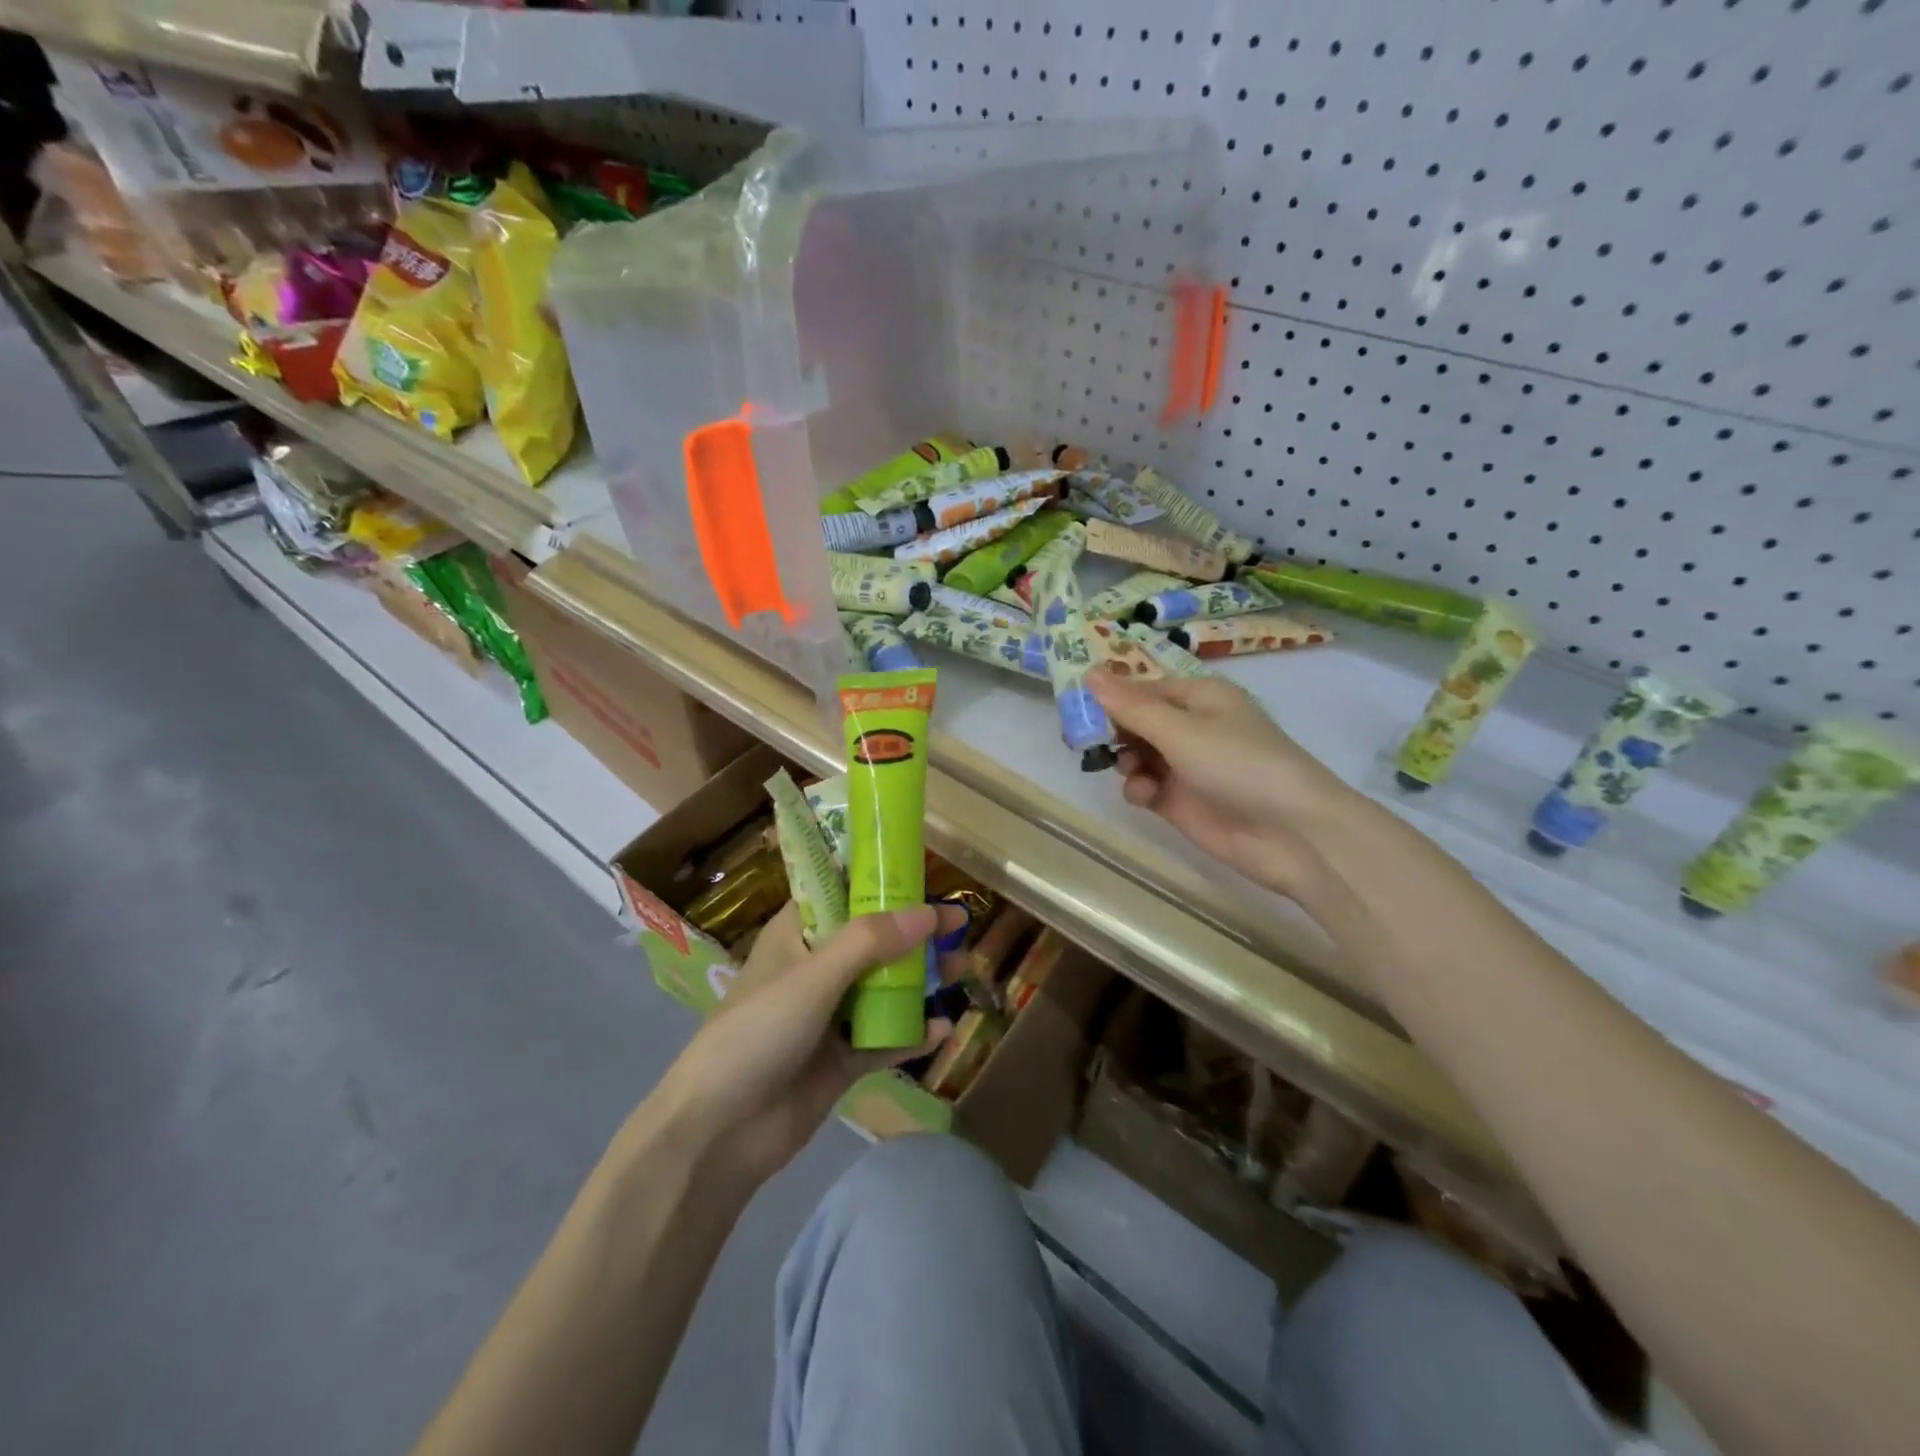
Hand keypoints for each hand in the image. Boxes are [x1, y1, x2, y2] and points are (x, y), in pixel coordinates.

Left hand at [655, 901, 962, 1186]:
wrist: (719, 1133)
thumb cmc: (757, 1033)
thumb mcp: (812, 978)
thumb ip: (869, 942)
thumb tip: (928, 913)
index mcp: (796, 935)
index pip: (840, 893)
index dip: (879, 881)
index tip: (922, 874)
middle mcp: (815, 968)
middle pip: (873, 940)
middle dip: (915, 933)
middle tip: (960, 927)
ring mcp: (829, 1015)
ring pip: (884, 987)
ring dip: (921, 979)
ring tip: (963, 969)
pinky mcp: (841, 1059)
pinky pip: (885, 1038)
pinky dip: (912, 1033)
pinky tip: (943, 1028)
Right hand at [1089, 665, 1358, 898]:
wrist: (1291, 833)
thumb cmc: (1238, 765)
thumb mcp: (1181, 730)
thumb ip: (1131, 706)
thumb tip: (1089, 672)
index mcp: (1199, 697)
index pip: (1143, 689)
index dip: (1111, 697)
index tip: (1077, 709)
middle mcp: (1192, 727)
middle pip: (1136, 722)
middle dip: (1113, 731)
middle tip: (1086, 742)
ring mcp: (1186, 766)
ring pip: (1136, 755)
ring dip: (1125, 761)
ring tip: (1130, 771)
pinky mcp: (1181, 802)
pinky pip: (1145, 786)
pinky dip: (1139, 788)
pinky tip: (1145, 796)